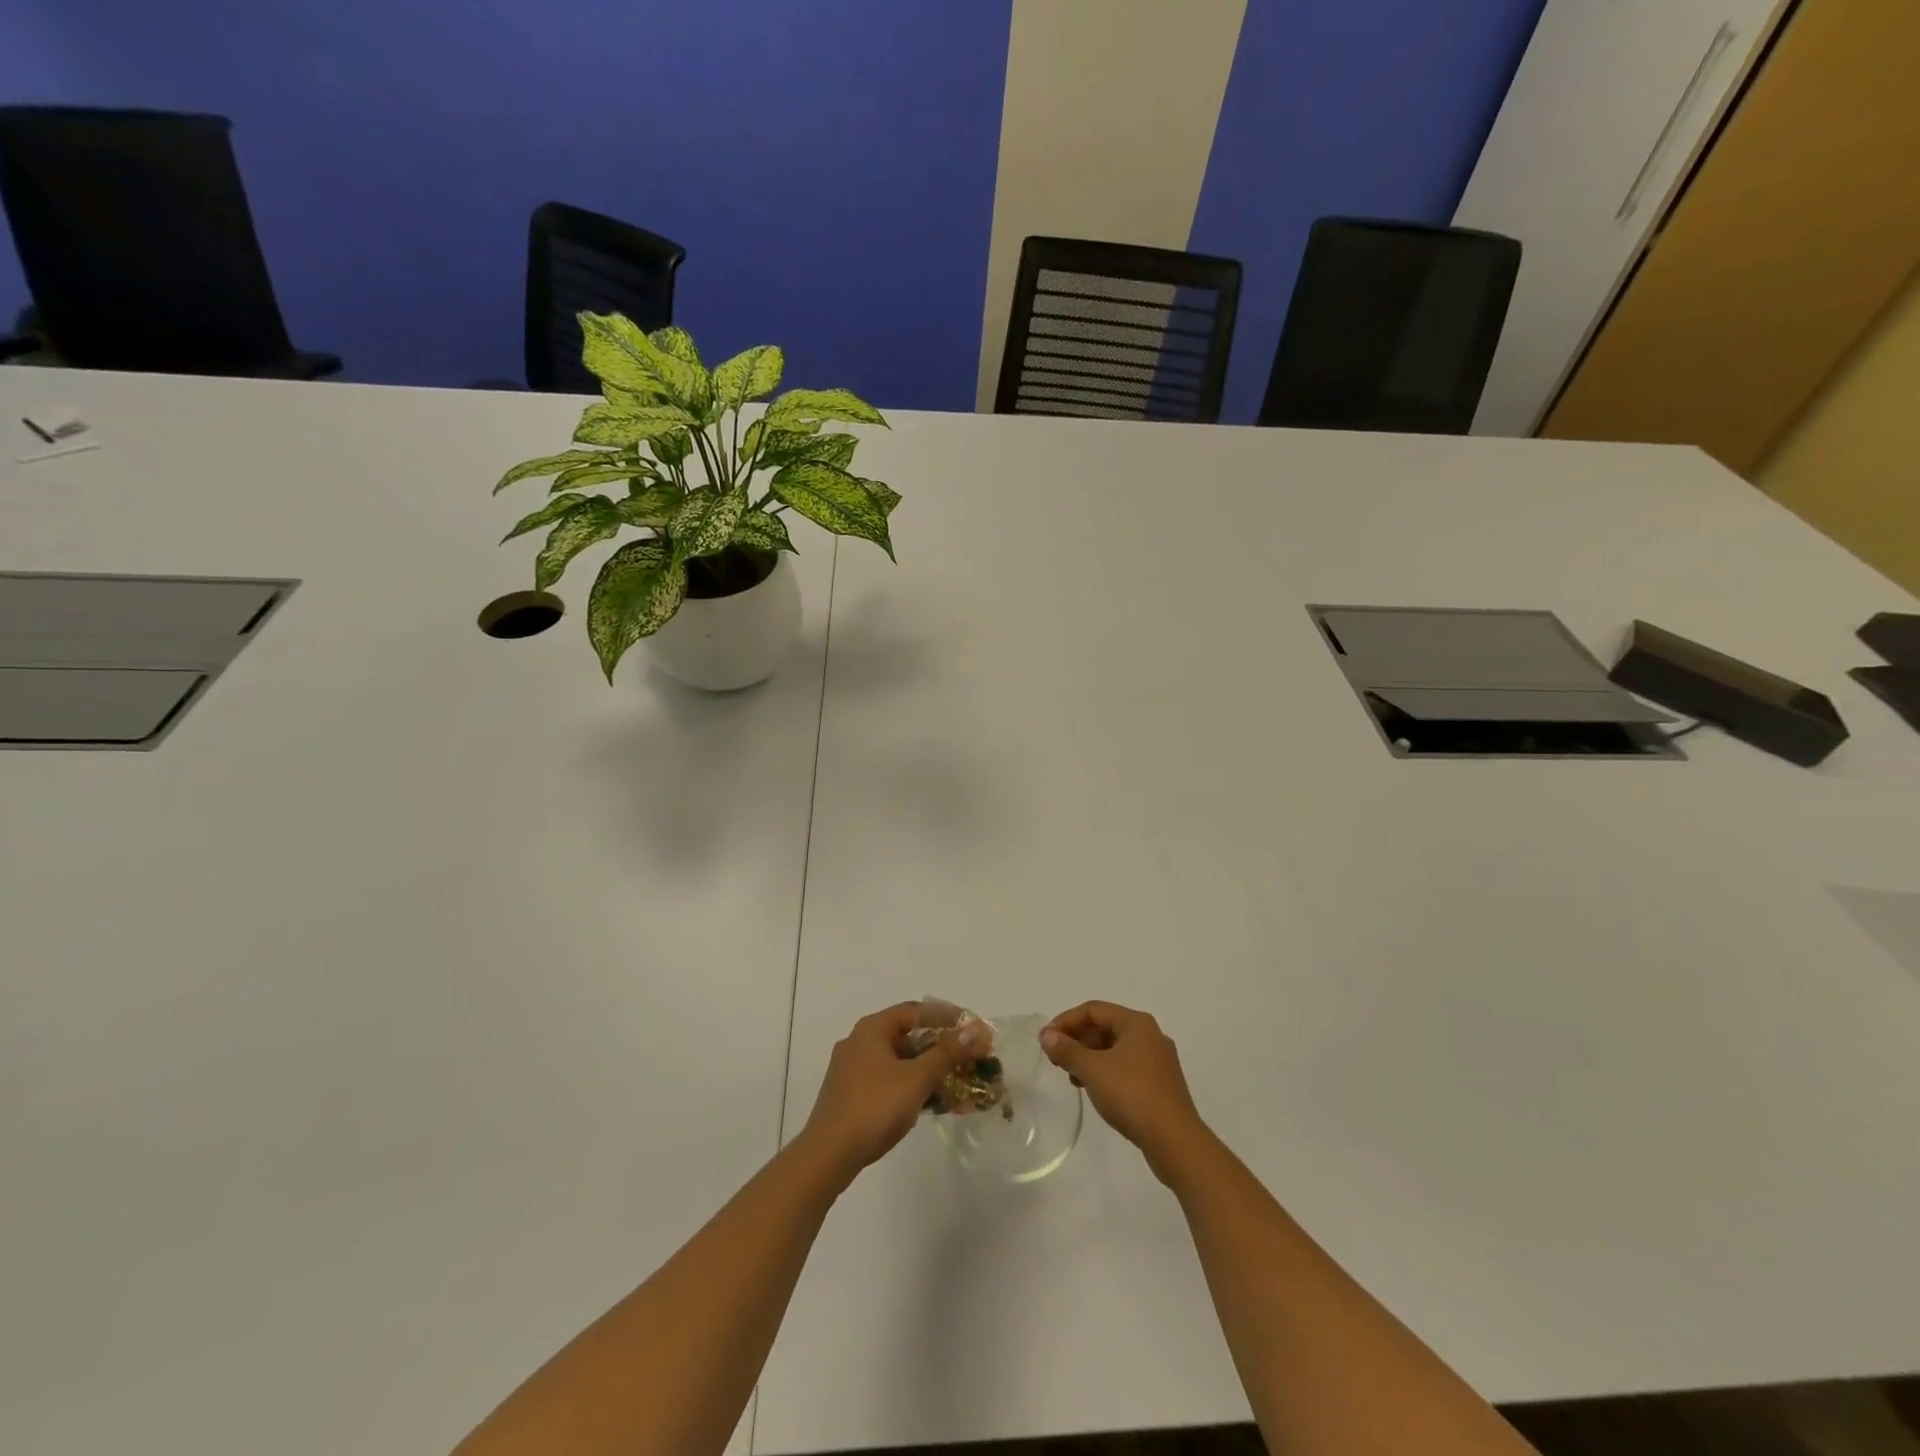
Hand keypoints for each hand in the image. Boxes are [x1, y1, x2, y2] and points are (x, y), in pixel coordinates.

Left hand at [799, 1003, 975, 1187]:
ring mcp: (855, 1071)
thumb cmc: (874, 1107)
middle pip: (909, 1037)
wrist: (828, 1156)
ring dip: (931, 1071)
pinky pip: (892, 1083)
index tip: (972, 1028)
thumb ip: (947, 1053)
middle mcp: (861, 1043)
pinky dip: (914, 1088)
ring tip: (961, 1085)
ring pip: (902, 1063)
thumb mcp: (916, 1078)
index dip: (947, 1017)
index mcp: (872, 1029)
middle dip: (943, 1048)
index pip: (915, 1011)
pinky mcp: (853, 1096)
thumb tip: (976, 1030)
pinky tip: (937, 1105)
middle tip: (970, 1058)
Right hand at [1042, 1002, 1209, 1184]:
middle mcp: (1150, 1035)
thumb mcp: (1092, 1070)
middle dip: (1077, 1039)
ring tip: (1071, 1076)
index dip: (1065, 1021)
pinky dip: (1106, 1071)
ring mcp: (1158, 1060)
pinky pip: (1126, 1066)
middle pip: (1105, 1026)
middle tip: (1056, 1058)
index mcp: (1136, 1023)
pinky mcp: (1161, 1084)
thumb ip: (1067, 1049)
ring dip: (1089, 1057)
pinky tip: (1095, 1089)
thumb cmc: (1132, 1095)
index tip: (1045, 1040)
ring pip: (1115, 1048)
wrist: (1175, 1142)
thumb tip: (1047, 1035)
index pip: (1093, 1010)